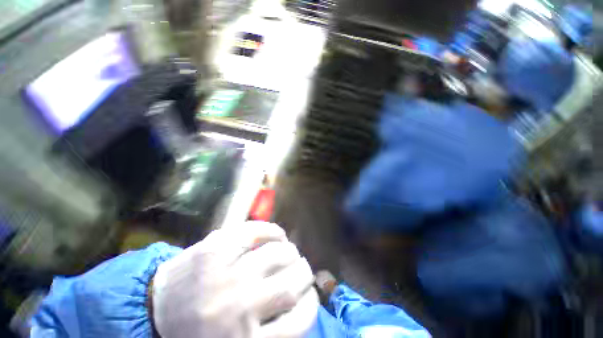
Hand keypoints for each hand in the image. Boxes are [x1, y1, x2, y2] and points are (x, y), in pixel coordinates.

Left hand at [152, 222, 318, 337]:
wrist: (152, 311)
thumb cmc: (194, 336)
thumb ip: (268, 336)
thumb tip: (297, 312)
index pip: (299, 323)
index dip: (312, 306)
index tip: (310, 298)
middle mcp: (239, 308)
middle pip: (291, 284)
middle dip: (304, 273)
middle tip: (302, 271)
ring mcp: (226, 273)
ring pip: (278, 254)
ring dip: (292, 252)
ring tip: (291, 253)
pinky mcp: (215, 248)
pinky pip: (254, 231)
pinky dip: (272, 231)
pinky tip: (278, 236)